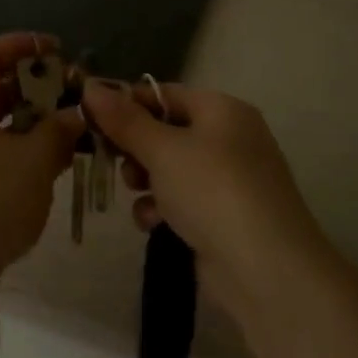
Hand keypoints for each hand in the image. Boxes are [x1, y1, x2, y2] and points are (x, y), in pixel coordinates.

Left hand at [0, 33, 82, 287]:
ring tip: (67, 136)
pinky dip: (14, 152)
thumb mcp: (34, 161)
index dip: (21, 45)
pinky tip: (44, 170)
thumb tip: (75, 116)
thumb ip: (59, 131)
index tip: (56, 51)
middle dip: (33, 89)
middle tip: (70, 98)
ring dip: (28, 125)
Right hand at [82, 79, 326, 326]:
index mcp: (222, 110)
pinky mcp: (226, 216)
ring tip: (135, 194)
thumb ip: (124, 119)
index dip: (126, 105)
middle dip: (135, 148)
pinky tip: (153, 223)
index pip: (164, 94)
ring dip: (146, 180)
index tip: (91, 121)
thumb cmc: (212, 191)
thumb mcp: (162, 149)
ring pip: (171, 168)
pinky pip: (184, 200)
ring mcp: (231, 180)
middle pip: (166, 131)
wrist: (266, 270)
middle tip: (114, 161)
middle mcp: (230, 138)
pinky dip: (164, 208)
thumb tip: (91, 87)